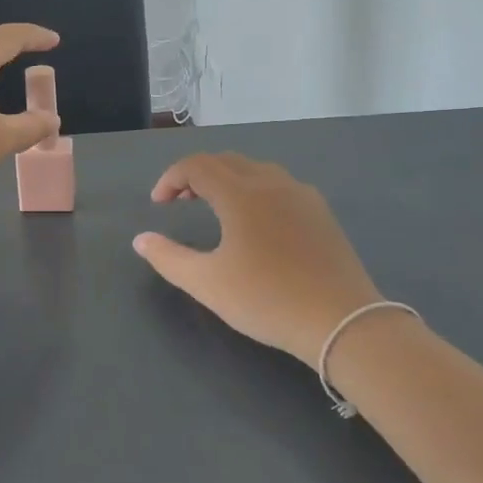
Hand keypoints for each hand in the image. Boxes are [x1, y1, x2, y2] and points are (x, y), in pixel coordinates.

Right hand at [134, 153, 385, 366]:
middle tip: (180, 202)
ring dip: (228, 179)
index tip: (158, 204)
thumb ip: (168, 258)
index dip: (171, 178)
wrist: (342, 321)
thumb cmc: (267, 299)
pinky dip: (255, 190)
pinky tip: (256, 222)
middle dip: (197, 175)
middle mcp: (272, 183)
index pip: (197, 166)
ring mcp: (302, 195)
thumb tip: (141, 239)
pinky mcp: (321, 213)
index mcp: (241, 194)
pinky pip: (280, 185)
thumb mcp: (207, 284)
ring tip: (215, 208)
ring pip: (256, 170)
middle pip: (226, 161)